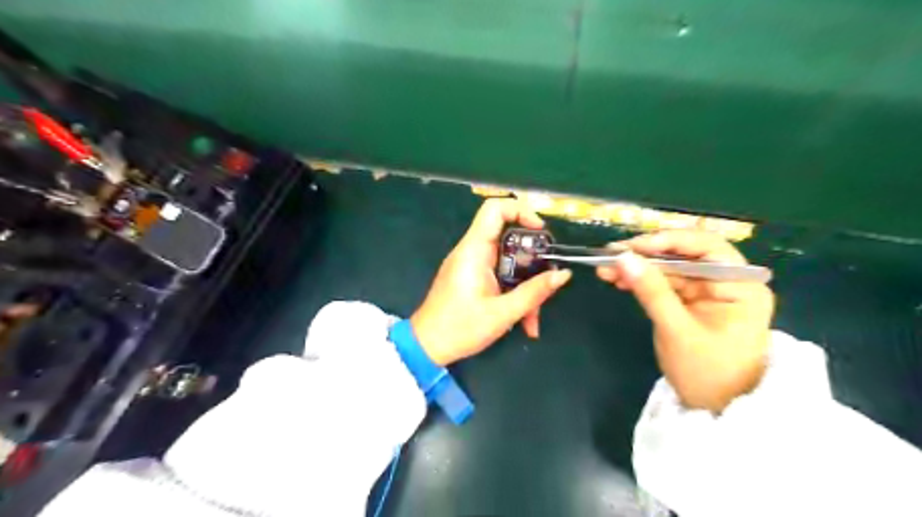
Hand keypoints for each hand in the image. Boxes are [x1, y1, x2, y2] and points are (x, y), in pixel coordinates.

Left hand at [410, 201, 569, 364]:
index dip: (521, 211)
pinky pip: (500, 276)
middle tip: (546, 283)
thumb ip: (534, 293)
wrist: (427, 347)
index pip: (495, 209)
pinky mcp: (472, 278)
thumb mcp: (502, 313)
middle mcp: (472, 252)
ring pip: (509, 263)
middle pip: (509, 241)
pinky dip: (514, 294)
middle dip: (532, 264)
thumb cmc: (459, 328)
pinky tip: (524, 323)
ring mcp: (472, 265)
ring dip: (525, 287)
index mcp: (474, 250)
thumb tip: (563, 274)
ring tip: (532, 321)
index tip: (542, 233)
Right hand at [599, 229, 775, 410]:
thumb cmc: (707, 373)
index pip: (706, 246)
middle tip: (610, 254)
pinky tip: (619, 280)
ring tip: (605, 269)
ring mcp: (708, 291)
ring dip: (638, 266)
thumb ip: (651, 291)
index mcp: (740, 285)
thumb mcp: (677, 331)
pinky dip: (642, 280)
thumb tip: (623, 257)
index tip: (632, 247)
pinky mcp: (692, 301)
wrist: (717, 409)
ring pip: (669, 267)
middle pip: (684, 254)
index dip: (667, 241)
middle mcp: (727, 280)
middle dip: (646, 254)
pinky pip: (665, 283)